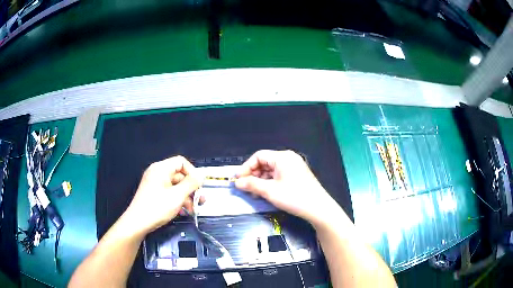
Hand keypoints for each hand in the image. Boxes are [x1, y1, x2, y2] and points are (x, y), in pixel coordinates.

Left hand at [124, 156, 200, 233]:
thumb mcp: (177, 196)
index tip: (199, 186)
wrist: (138, 223)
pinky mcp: (154, 193)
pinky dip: (177, 200)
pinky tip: (182, 211)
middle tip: (200, 200)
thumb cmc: (156, 208)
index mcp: (161, 169)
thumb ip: (191, 184)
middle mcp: (157, 173)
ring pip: (175, 186)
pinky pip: (169, 192)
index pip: (181, 162)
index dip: (192, 172)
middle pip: (179, 175)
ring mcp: (155, 183)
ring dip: (186, 197)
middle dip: (191, 188)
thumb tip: (201, 175)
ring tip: (193, 209)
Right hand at [235, 150, 340, 225]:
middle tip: (244, 187)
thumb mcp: (270, 191)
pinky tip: (264, 193)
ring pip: (271, 170)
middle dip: (253, 175)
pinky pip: (278, 176)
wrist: (318, 208)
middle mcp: (288, 159)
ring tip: (253, 193)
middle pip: (265, 163)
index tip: (238, 179)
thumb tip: (237, 182)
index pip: (259, 156)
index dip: (246, 167)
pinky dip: (270, 183)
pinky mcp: (297, 176)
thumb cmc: (294, 197)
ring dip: (260, 181)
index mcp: (282, 157)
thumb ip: (252, 184)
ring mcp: (294, 167)